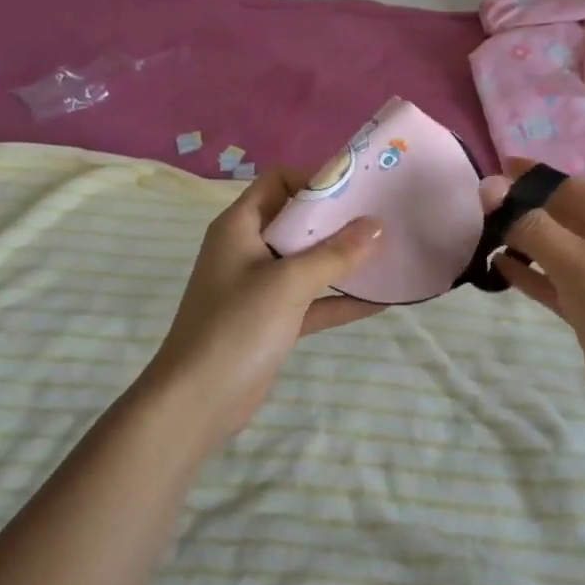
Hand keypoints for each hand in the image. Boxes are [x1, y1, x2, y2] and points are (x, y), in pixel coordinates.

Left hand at [141, 166, 382, 443]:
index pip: (277, 181)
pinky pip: (312, 299)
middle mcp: (248, 248)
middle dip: (337, 219)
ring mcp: (260, 286)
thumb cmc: (236, 328)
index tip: (354, 191)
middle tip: (381, 217)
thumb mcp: (288, 283)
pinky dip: (339, 299)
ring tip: (388, 253)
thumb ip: (335, 253)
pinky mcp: (272, 320)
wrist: (196, 404)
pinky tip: (379, 300)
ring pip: (307, 260)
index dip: (313, 180)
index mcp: (240, 226)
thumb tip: (377, 224)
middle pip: (297, 219)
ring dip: (342, 258)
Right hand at [481, 159, 584, 438]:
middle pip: (564, 217)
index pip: (573, 189)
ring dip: (524, 241)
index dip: (533, 177)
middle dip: (525, 210)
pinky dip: (531, 272)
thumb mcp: (579, 267)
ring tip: (482, 233)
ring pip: (558, 249)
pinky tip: (499, 265)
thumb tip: (490, 187)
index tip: (495, 166)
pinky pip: (557, 280)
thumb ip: (532, 227)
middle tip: (479, 205)